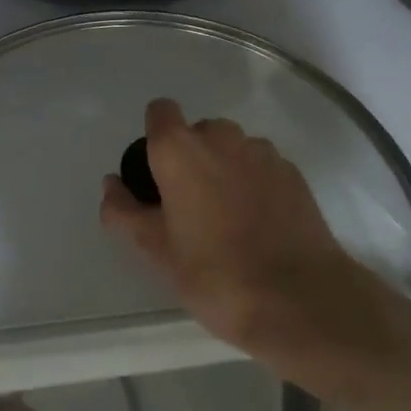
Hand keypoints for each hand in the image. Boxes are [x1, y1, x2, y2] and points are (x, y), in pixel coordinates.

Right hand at [101, 98, 398, 374]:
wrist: (299, 299)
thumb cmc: (215, 275)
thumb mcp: (157, 251)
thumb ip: (125, 211)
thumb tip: (111, 184)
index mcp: (180, 150)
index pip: (160, 112)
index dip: (155, 137)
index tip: (156, 175)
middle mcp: (221, 136)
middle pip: (198, 132)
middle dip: (191, 159)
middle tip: (190, 209)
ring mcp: (262, 151)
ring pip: (232, 148)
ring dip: (225, 169)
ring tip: (229, 221)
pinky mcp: (292, 171)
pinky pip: (262, 165)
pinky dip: (255, 183)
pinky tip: (261, 225)